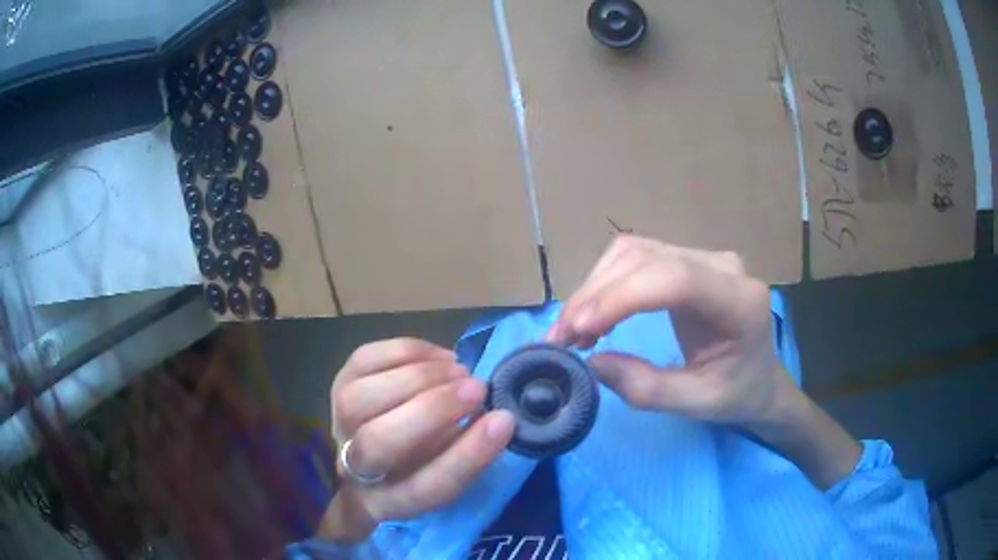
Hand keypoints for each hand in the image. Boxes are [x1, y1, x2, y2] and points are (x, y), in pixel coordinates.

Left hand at [320, 338, 515, 542]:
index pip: (426, 488)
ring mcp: (338, 423)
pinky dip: (406, 352)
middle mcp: (354, 467)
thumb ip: (467, 452)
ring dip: (418, 376)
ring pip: (361, 397)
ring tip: (459, 370)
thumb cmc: (417, 470)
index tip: (504, 422)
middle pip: (379, 441)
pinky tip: (440, 357)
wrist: (366, 458)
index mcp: (390, 502)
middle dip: (432, 409)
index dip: (467, 456)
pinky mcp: (338, 384)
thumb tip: (497, 417)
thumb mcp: (446, 475)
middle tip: (477, 388)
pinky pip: (363, 359)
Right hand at [547, 236, 859, 488]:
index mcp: (740, 302)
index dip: (621, 298)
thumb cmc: (738, 394)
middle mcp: (723, 266)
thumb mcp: (699, 405)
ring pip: (634, 252)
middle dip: (597, 295)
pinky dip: (606, 284)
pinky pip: (637, 258)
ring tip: (573, 330)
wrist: (761, 377)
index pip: (676, 279)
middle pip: (647, 259)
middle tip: (562, 337)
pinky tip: (594, 315)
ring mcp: (704, 258)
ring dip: (595, 287)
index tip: (578, 330)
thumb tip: (592, 362)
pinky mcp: (687, 261)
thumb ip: (648, 389)